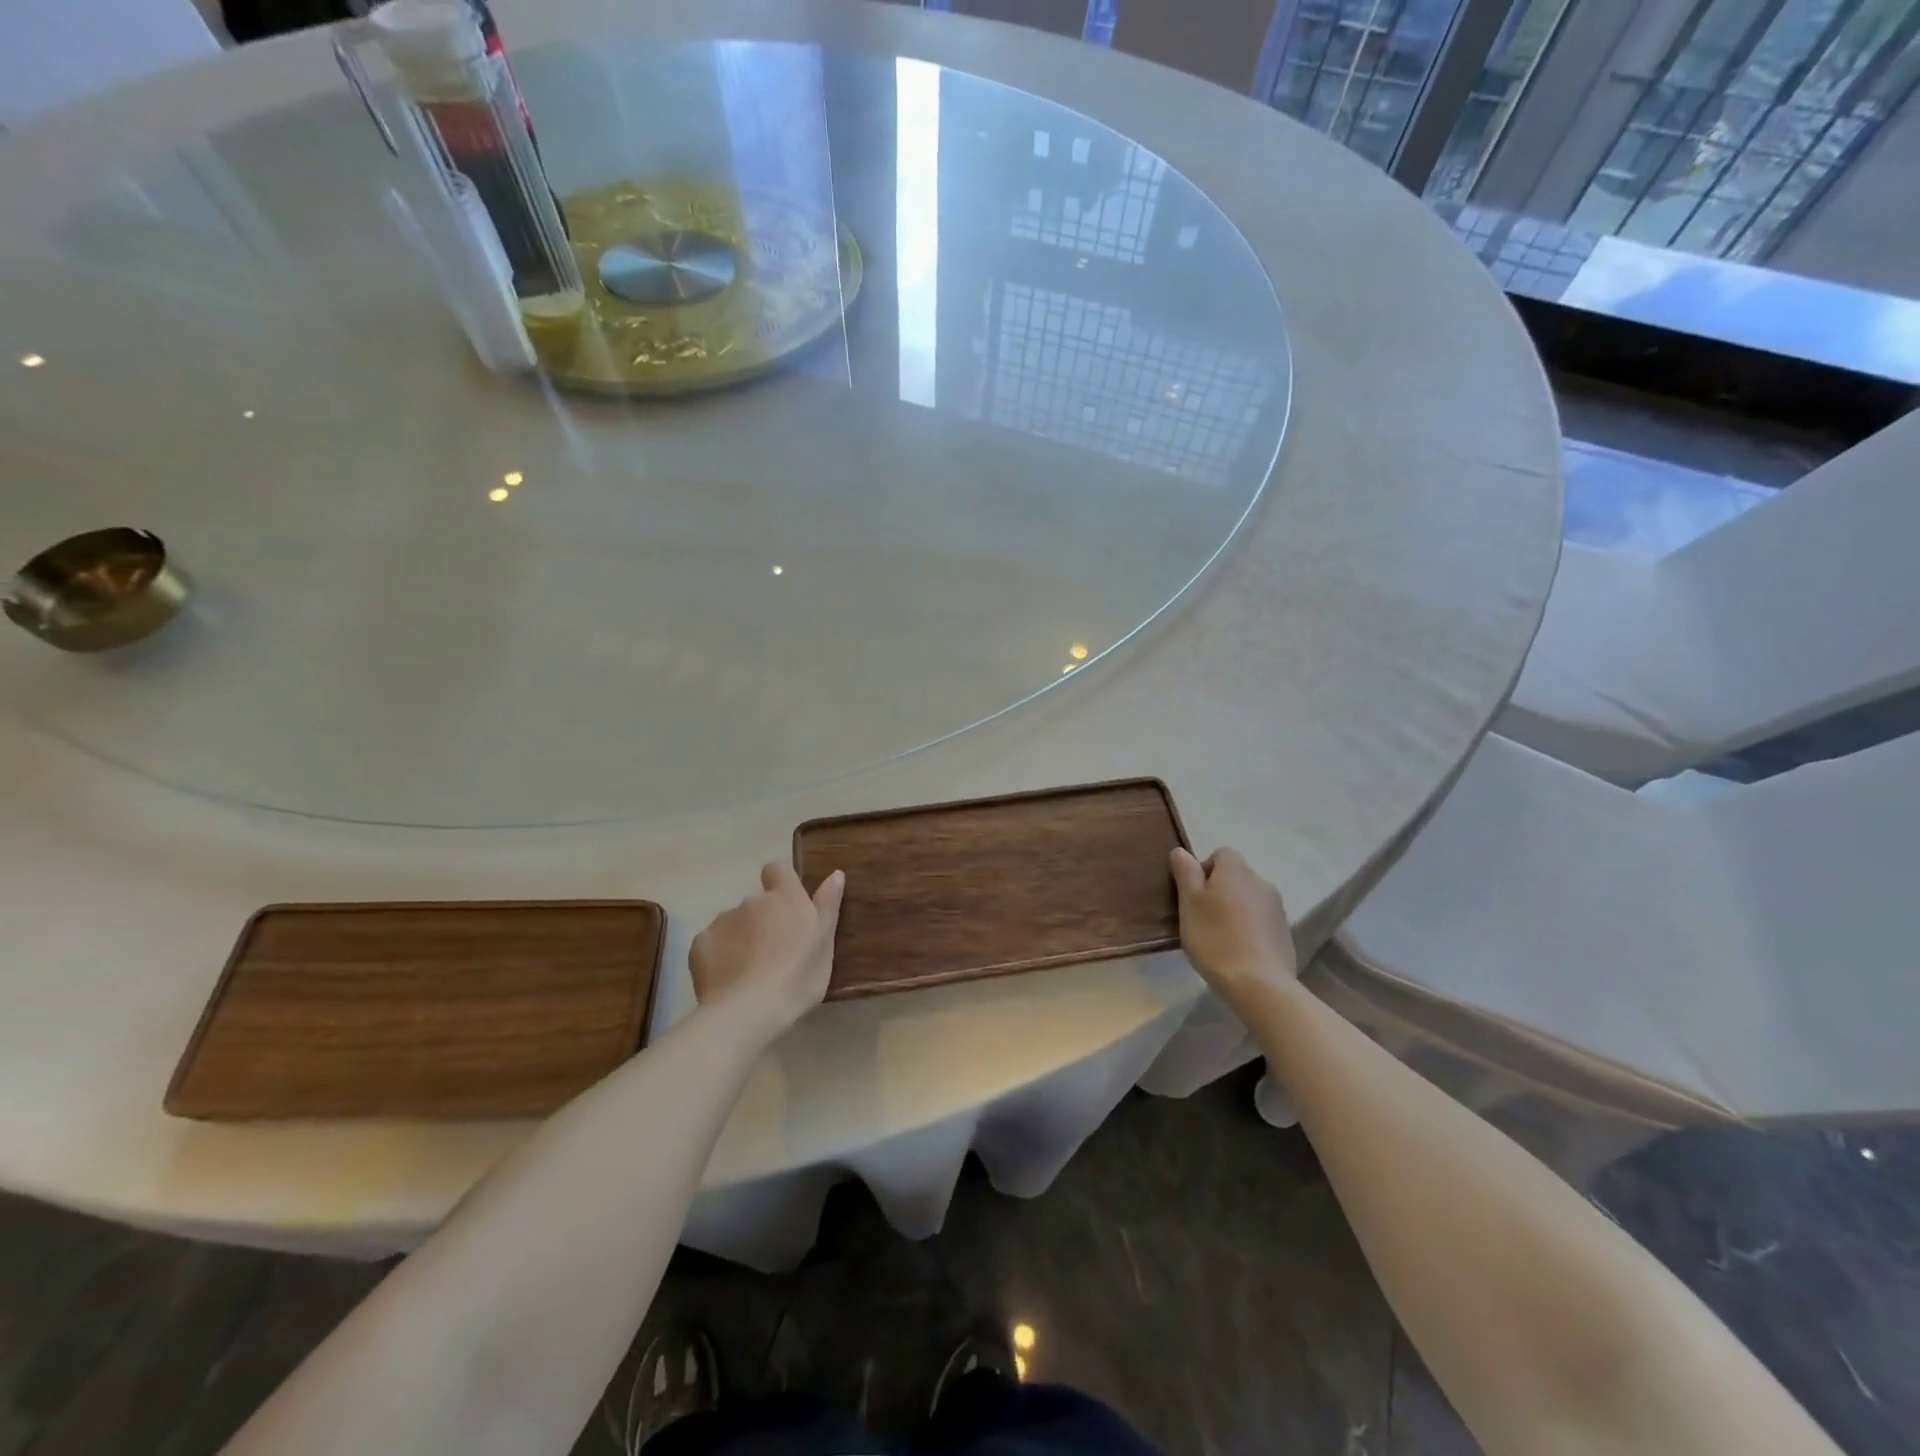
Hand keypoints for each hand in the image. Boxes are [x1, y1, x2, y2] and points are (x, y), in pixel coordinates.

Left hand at [690, 863, 844, 1035]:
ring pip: (734, 922)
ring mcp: (722, 920)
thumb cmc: (797, 978)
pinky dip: (720, 955)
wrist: (748, 1011)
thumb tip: (835, 873)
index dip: (781, 883)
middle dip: (763, 919)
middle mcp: (752, 901)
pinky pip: (713, 943)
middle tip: (774, 952)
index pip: (777, 869)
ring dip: (741, 937)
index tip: (788, 907)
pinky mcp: (700, 943)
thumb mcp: (824, 944)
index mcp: (785, 898)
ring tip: (749, 971)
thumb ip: (828, 906)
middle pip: (757, 902)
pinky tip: (728, 979)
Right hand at [1169, 846, 1297, 1006]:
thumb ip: (1185, 873)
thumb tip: (1181, 851)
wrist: (1260, 984)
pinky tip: (1238, 951)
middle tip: (1201, 918)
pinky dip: (1248, 928)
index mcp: (1237, 870)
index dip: (1204, 870)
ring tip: (1219, 937)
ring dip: (1234, 909)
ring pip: (1248, 899)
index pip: (1220, 854)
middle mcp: (1261, 882)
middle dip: (1218, 891)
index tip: (1193, 896)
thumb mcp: (1189, 903)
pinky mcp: (1284, 932)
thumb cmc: (1215, 938)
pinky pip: (1260, 920)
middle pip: (1235, 876)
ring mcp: (1277, 908)